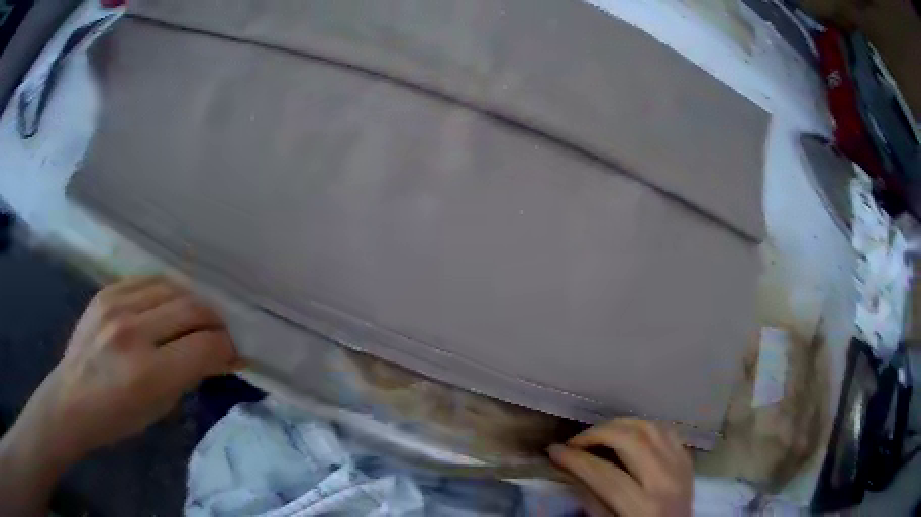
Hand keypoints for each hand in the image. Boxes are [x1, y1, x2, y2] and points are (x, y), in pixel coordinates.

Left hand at [17, 276, 240, 460]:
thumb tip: (220, 355)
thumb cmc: (117, 418)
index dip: (227, 348)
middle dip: (216, 321)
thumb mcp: (159, 408)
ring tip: (196, 317)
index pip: (205, 346)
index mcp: (148, 372)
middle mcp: (133, 331)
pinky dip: (168, 291)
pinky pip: (149, 280)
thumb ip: (189, 375)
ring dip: (193, 302)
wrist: (72, 398)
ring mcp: (117, 305)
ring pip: (173, 287)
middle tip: (222, 333)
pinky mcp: (107, 291)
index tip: (234, 353)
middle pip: (192, 309)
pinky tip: (169, 304)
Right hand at [549, 418, 692, 516]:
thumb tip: (570, 472)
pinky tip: (628, 433)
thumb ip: (593, 501)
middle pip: (632, 441)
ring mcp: (681, 466)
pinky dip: (644, 426)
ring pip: (651, 428)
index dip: (576, 460)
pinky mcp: (687, 460)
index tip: (554, 451)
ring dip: (621, 425)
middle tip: (575, 441)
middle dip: (597, 434)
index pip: (605, 475)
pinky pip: (667, 430)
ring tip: (599, 433)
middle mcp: (666, 481)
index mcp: (644, 506)